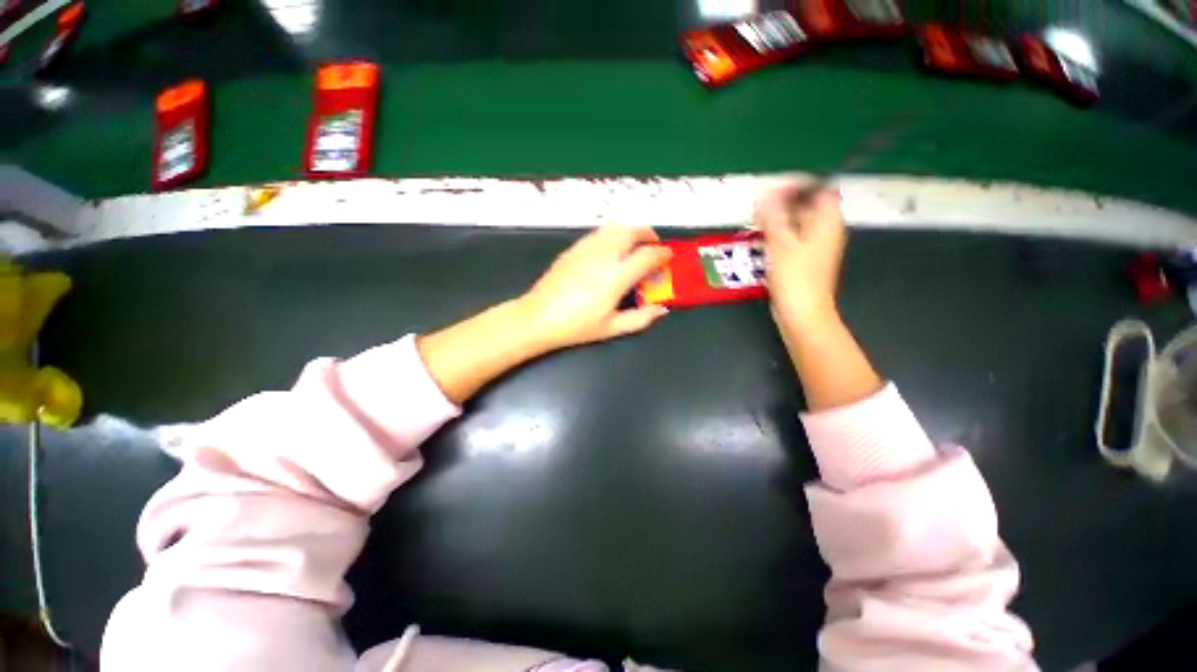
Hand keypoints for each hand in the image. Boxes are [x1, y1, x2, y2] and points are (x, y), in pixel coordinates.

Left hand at [519, 225, 672, 350]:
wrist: (538, 317)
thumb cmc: (577, 326)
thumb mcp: (612, 328)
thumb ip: (641, 318)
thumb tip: (662, 309)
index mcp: (616, 277)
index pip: (647, 255)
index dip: (662, 254)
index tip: (668, 257)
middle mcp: (603, 256)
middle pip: (631, 231)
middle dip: (647, 233)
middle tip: (653, 244)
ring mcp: (586, 249)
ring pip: (614, 227)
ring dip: (629, 231)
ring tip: (634, 244)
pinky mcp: (573, 249)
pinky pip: (598, 233)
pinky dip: (611, 235)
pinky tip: (610, 250)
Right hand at [755, 178, 846, 330]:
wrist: (802, 313)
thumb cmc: (796, 278)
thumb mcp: (781, 244)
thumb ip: (773, 218)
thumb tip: (765, 196)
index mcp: (827, 223)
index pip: (818, 191)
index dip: (797, 186)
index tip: (773, 190)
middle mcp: (824, 232)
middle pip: (806, 207)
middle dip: (783, 204)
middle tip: (759, 207)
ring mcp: (814, 248)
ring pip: (796, 225)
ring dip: (777, 221)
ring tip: (756, 222)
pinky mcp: (802, 261)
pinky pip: (791, 240)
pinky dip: (777, 236)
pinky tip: (762, 240)